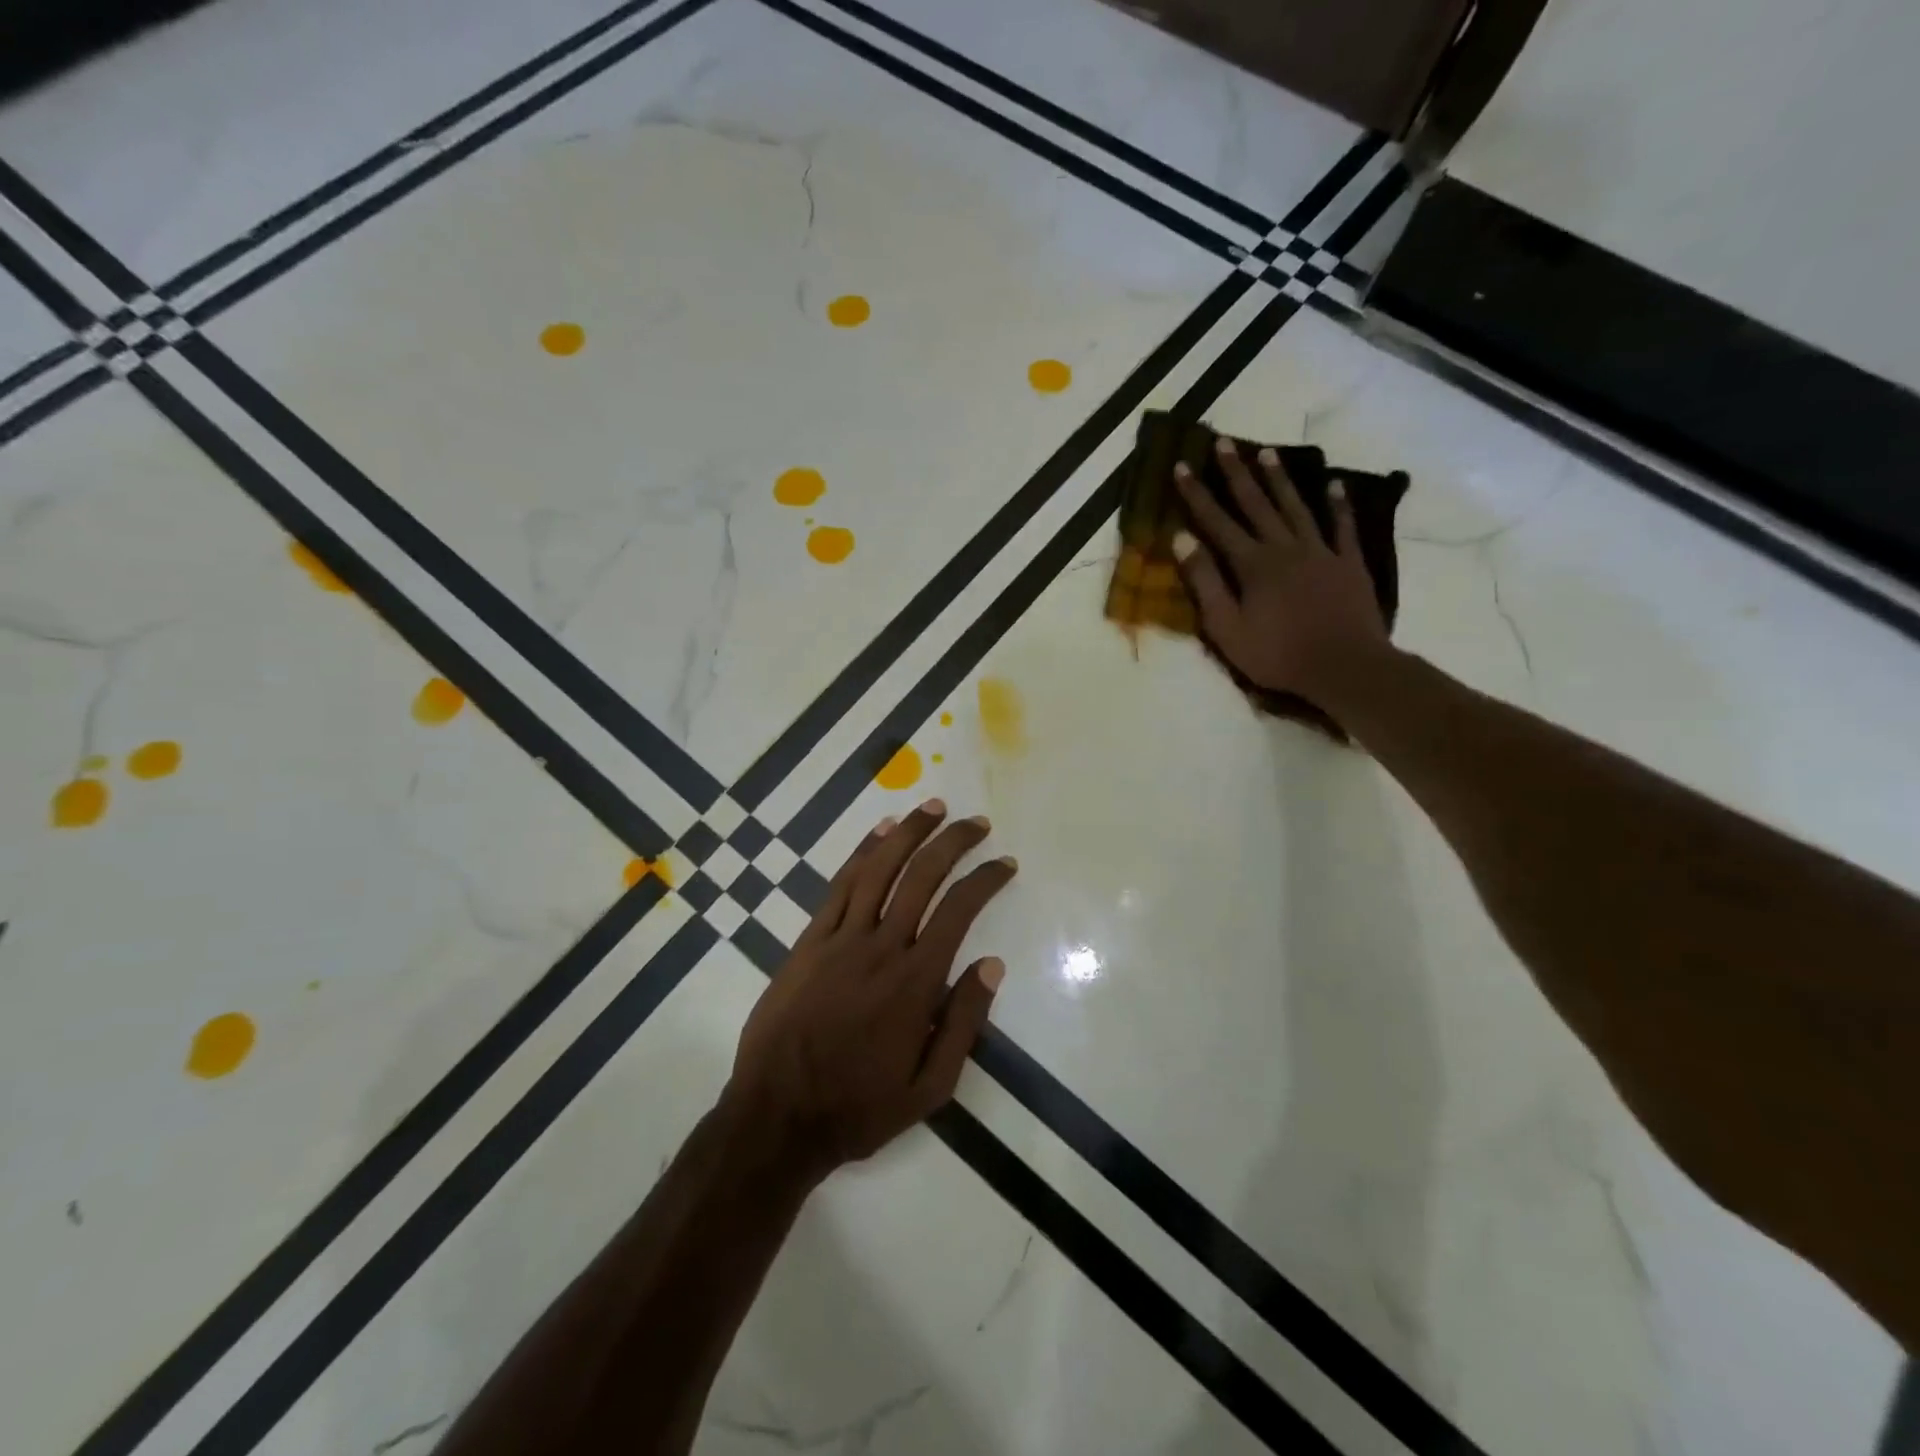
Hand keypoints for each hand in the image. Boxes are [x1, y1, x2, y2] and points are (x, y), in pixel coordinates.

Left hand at [726, 799, 1015, 1180]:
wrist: (777, 1116)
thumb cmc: (860, 1106)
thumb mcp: (931, 1087)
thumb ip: (964, 1023)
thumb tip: (991, 964)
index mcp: (916, 981)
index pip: (960, 910)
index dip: (986, 879)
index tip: (1005, 863)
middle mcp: (881, 947)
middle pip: (923, 877)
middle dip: (953, 842)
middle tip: (976, 822)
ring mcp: (840, 939)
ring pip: (879, 869)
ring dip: (909, 833)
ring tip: (933, 808)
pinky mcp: (809, 940)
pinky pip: (840, 885)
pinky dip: (862, 852)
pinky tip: (880, 833)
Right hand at [1172, 436, 1389, 700]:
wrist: (1345, 666)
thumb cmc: (1277, 654)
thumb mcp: (1226, 628)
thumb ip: (1205, 583)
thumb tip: (1182, 540)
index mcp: (1252, 564)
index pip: (1217, 522)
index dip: (1197, 494)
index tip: (1182, 466)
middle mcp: (1285, 548)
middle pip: (1257, 504)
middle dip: (1237, 473)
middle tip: (1225, 442)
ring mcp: (1321, 552)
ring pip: (1296, 507)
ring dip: (1280, 480)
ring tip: (1267, 453)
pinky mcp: (1348, 564)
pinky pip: (1343, 527)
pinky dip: (1338, 505)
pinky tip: (1334, 486)